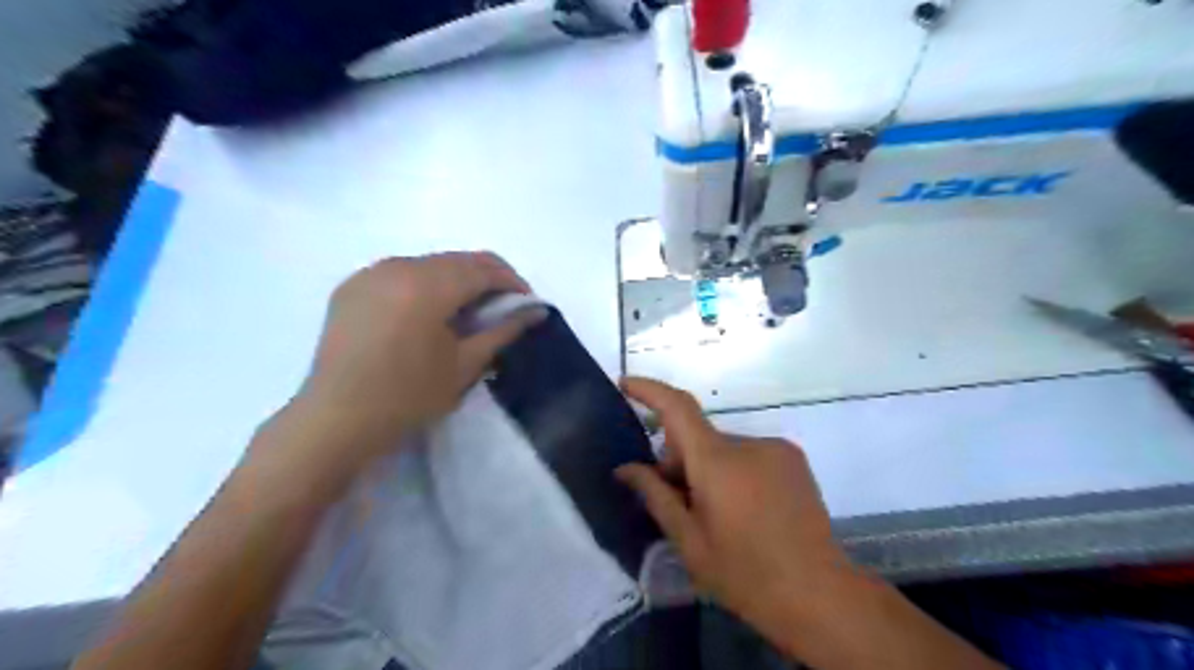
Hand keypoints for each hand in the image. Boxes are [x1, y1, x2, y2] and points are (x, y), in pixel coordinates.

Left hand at [280, 252, 541, 470]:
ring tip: (468, 312)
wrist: (336, 419)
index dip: (512, 282)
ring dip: (457, 280)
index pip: (483, 268)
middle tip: (503, 308)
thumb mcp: (465, 364)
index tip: (526, 304)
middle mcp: (398, 266)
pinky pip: (402, 272)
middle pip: (457, 260)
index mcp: (427, 285)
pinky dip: (426, 284)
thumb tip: (537, 311)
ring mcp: (371, 273)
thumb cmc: (408, 396)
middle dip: (487, 279)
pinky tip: (429, 313)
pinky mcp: (353, 286)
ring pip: (430, 264)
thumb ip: (504, 330)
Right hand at [614, 381, 857, 649]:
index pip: (677, 407)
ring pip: (724, 448)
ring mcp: (776, 448)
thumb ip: (655, 496)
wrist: (820, 595)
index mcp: (718, 461)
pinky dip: (734, 471)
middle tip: (674, 499)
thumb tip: (625, 469)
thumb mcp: (689, 541)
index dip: (648, 390)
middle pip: (699, 436)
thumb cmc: (746, 574)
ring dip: (708, 468)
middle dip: (679, 459)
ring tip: (714, 513)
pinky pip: (748, 454)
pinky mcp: (793, 459)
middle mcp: (748, 443)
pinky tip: (744, 510)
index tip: (625, 384)